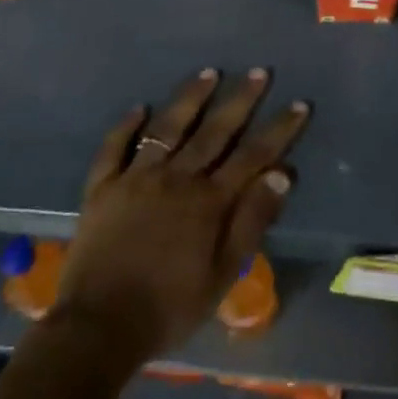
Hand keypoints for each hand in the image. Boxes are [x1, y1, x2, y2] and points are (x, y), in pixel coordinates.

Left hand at [51, 68, 308, 364]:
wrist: (99, 327)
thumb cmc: (169, 307)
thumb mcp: (222, 274)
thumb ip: (251, 221)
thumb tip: (282, 175)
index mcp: (208, 201)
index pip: (253, 156)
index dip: (278, 130)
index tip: (298, 104)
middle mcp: (175, 178)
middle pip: (214, 131)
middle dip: (240, 100)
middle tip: (258, 72)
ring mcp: (135, 178)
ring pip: (167, 127)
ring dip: (190, 98)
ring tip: (208, 73)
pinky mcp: (102, 187)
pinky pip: (114, 148)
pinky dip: (126, 126)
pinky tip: (138, 108)